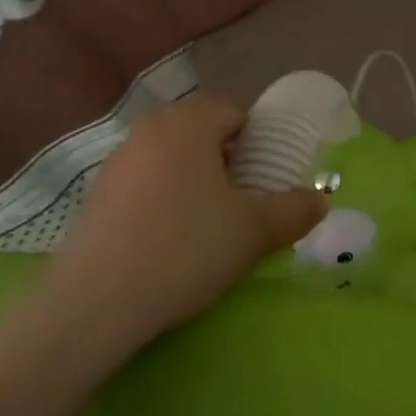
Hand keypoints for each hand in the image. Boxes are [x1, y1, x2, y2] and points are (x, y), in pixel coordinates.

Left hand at [48, 93, 327, 346]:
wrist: (94, 304)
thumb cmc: (184, 248)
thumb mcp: (252, 231)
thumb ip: (294, 210)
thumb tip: (321, 201)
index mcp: (189, 122)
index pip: (234, 112)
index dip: (256, 143)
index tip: (263, 182)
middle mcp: (150, 128)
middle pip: (201, 132)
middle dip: (225, 161)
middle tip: (240, 203)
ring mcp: (117, 161)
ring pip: (171, 157)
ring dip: (192, 180)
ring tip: (205, 226)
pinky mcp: (95, 195)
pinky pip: (143, 183)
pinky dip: (161, 200)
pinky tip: (166, 242)